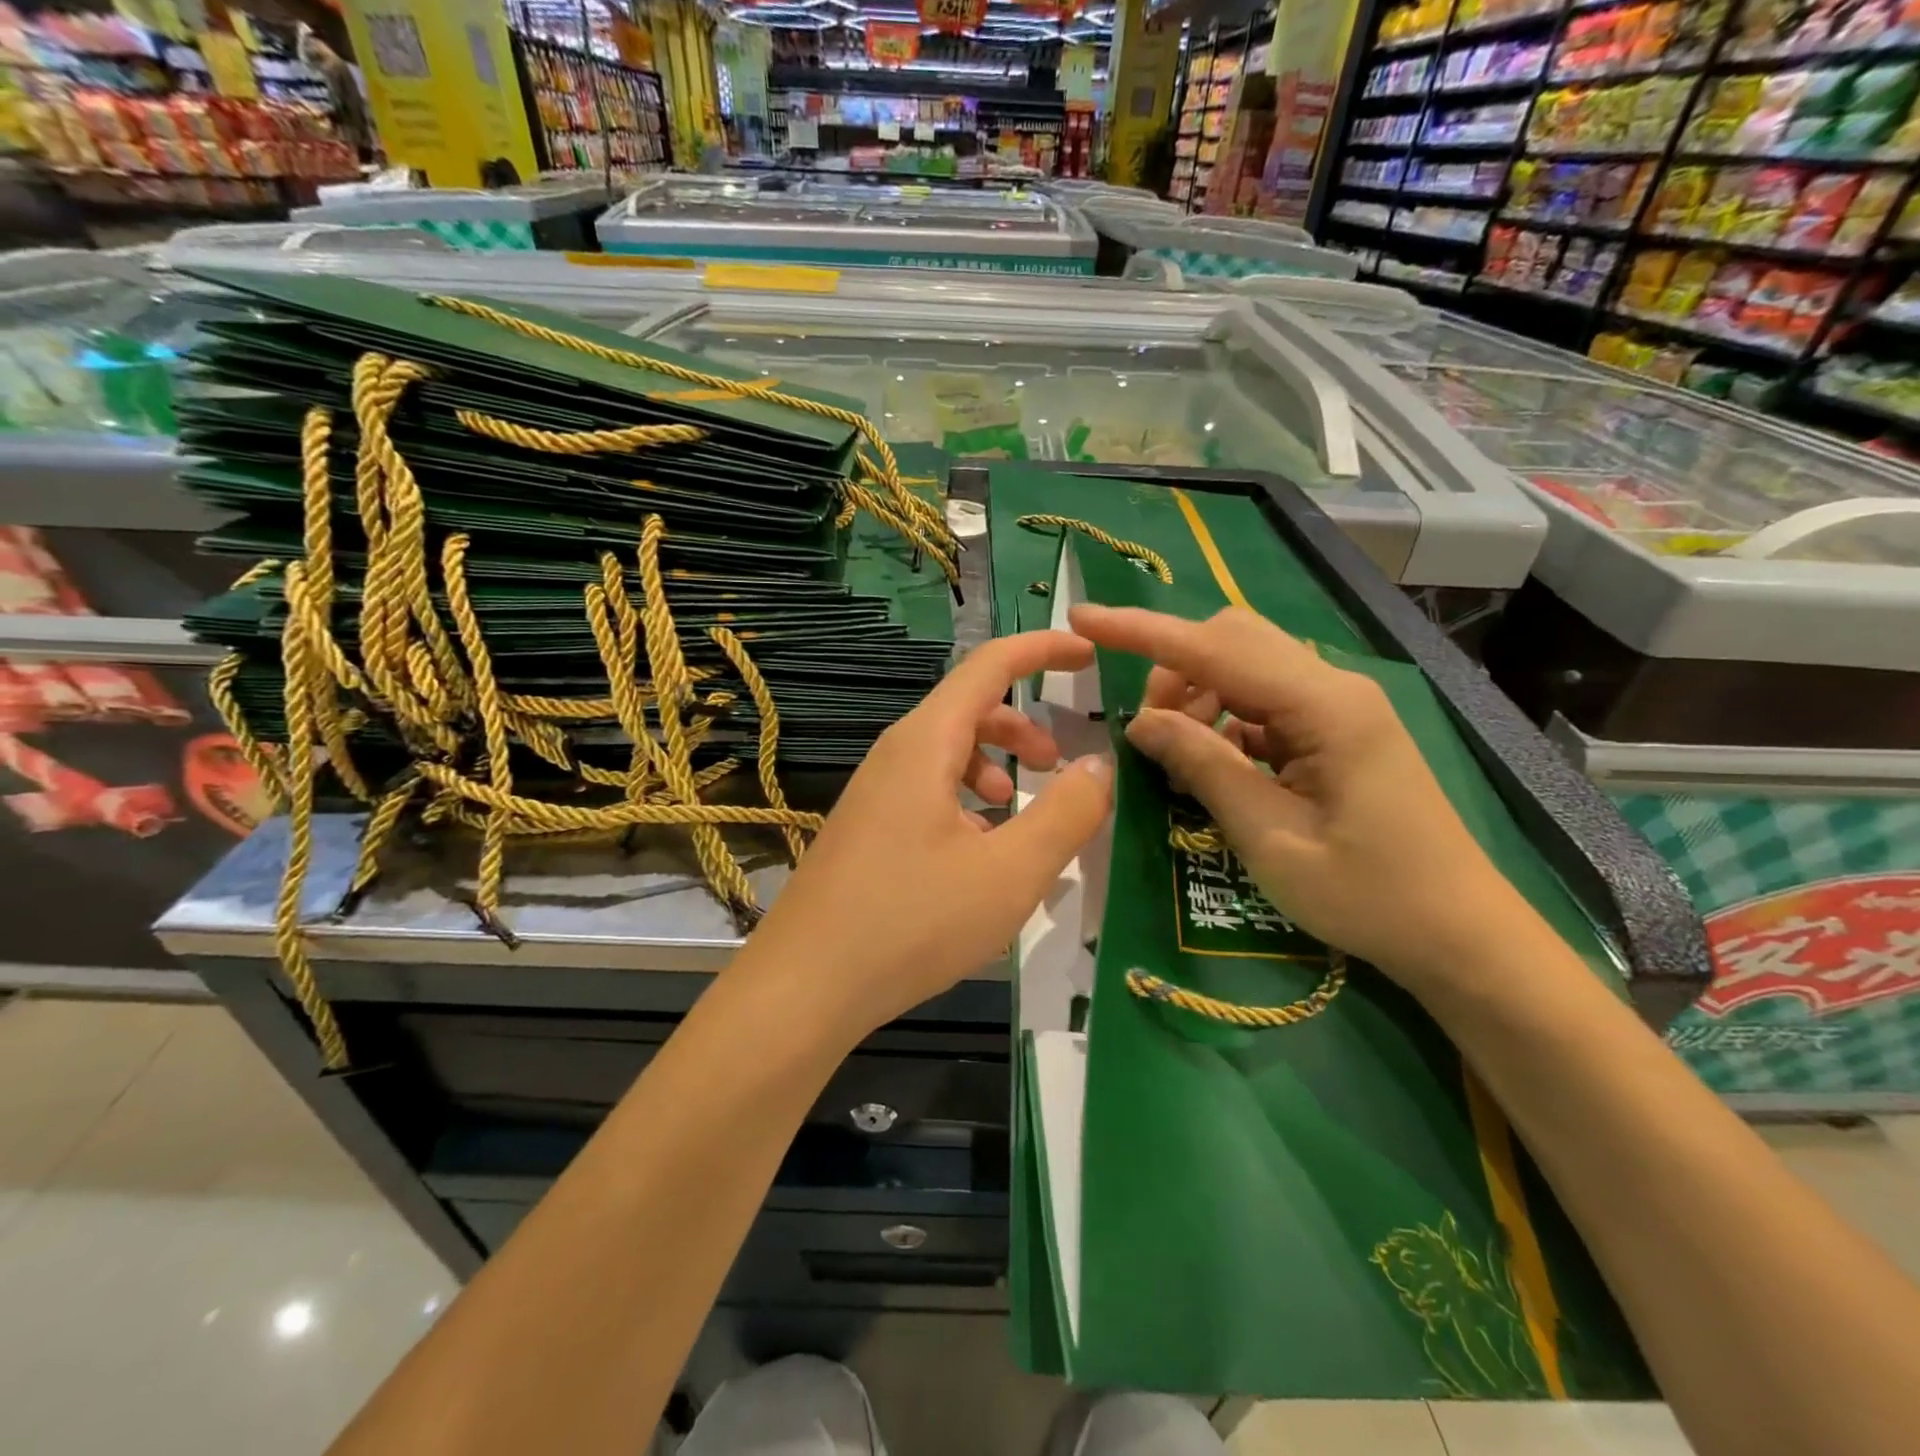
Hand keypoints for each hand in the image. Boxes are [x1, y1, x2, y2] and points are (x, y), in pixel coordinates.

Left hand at [740, 631, 1113, 1040]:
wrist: (805, 986)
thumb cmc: (912, 922)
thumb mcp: (1009, 872)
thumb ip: (1065, 813)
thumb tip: (1098, 765)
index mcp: (925, 743)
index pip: (990, 665)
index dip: (1043, 649)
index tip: (1088, 654)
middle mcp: (895, 755)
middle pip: (968, 710)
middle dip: (1022, 726)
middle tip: (1059, 762)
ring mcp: (874, 794)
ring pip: (946, 756)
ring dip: (993, 768)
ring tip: (1018, 814)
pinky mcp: (866, 831)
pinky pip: (926, 793)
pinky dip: (965, 804)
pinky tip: (979, 855)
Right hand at [1070, 603, 1536, 993]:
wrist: (1459, 934)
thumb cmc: (1368, 895)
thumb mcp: (1270, 837)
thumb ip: (1204, 767)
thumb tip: (1141, 721)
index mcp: (1324, 706)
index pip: (1213, 648)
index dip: (1142, 631)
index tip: (1082, 619)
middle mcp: (1332, 688)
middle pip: (1231, 639)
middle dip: (1173, 670)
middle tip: (1147, 734)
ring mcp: (1338, 706)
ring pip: (1244, 666)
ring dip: (1197, 696)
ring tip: (1179, 760)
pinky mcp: (1336, 729)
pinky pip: (1262, 701)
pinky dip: (1224, 721)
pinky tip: (1216, 767)